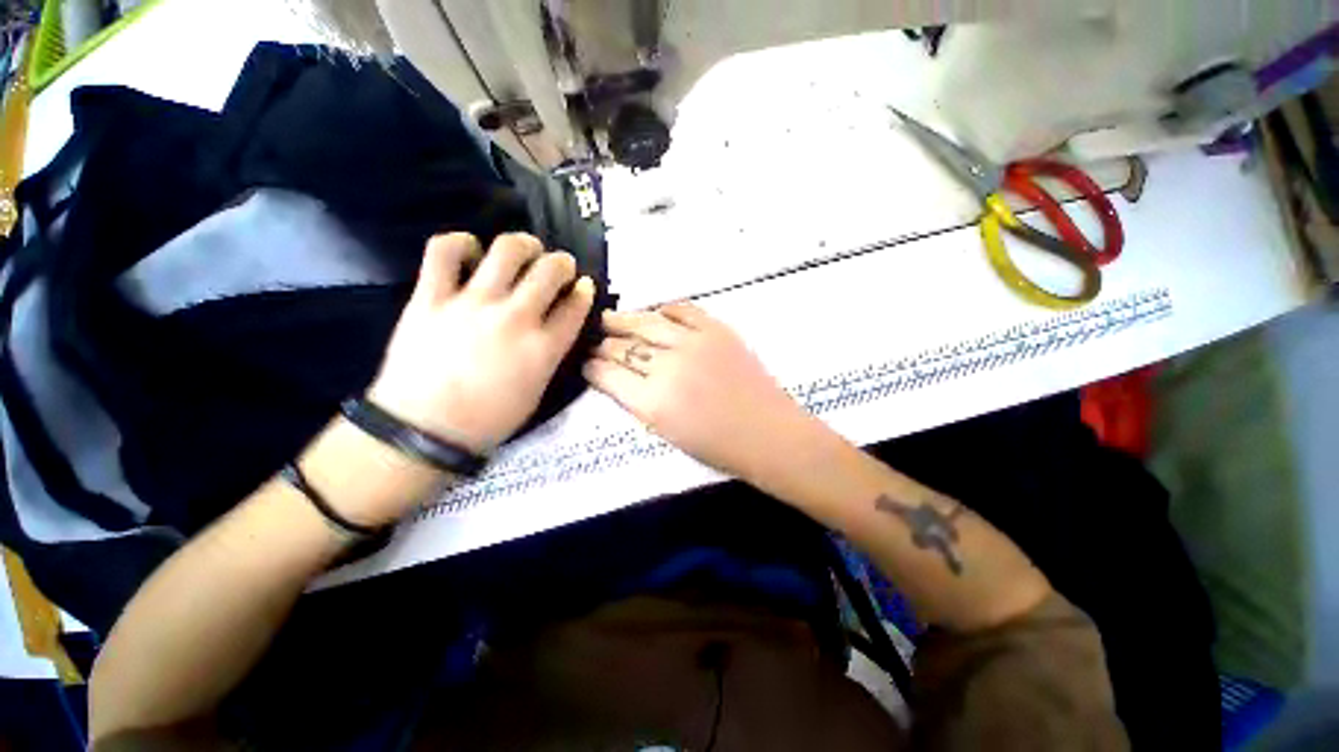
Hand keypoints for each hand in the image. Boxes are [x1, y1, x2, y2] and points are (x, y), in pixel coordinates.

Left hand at [368, 232, 594, 453]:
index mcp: (543, 348)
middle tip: (560, 265)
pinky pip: (444, 252)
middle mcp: (515, 319)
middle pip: (549, 271)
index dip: (584, 290)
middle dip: (562, 263)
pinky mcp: (432, 298)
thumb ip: (550, 353)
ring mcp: (472, 304)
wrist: (425, 429)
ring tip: (525, 249)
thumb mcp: (537, 390)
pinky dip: (460, 242)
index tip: (584, 285)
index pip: (576, 306)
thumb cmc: (490, 418)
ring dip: (524, 244)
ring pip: (507, 251)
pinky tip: (470, 249)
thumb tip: (555, 325)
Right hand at [584, 303, 819, 482]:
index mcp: (652, 402)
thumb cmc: (718, 447)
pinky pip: (682, 309)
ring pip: (647, 323)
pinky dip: (664, 310)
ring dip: (624, 320)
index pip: (607, 375)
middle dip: (603, 345)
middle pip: (623, 347)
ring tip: (609, 318)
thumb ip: (638, 403)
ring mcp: (693, 343)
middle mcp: (667, 367)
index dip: (592, 367)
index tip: (586, 363)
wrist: (768, 434)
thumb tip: (617, 379)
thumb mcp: (667, 433)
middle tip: (595, 343)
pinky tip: (654, 313)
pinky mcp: (716, 330)